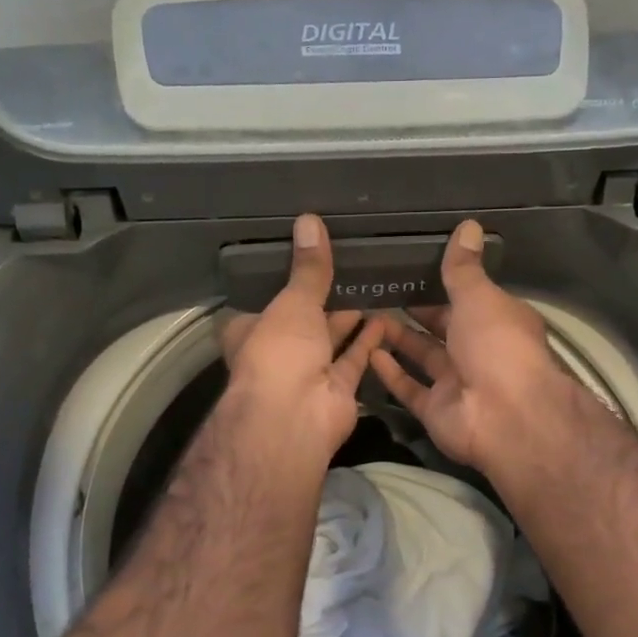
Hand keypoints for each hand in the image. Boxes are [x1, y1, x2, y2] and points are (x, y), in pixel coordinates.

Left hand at [219, 213, 385, 459]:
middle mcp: (277, 351)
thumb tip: (309, 220)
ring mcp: (308, 372)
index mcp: (250, 329)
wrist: (295, 417)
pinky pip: (355, 358)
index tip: (304, 258)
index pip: (263, 300)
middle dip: (323, 299)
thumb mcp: (293, 301)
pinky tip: (387, 316)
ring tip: (372, 284)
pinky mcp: (337, 388)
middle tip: (348, 266)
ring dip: (348, 318)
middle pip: (301, 320)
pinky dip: (369, 340)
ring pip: (330, 339)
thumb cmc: (279, 351)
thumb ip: (308, 267)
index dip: (281, 281)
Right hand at [369, 221, 567, 473]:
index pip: (468, 297)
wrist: (505, 416)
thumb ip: (464, 267)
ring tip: (364, 314)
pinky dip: (390, 372)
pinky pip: (409, 387)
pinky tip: (366, 351)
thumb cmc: (497, 345)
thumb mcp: (480, 296)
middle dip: (415, 310)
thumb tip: (468, 225)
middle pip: (442, 327)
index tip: (410, 267)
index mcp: (497, 321)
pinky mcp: (436, 409)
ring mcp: (456, 382)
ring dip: (397, 338)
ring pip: (422, 356)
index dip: (442, 283)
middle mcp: (478, 351)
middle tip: (378, 288)